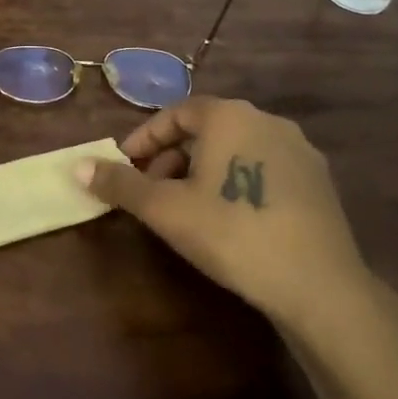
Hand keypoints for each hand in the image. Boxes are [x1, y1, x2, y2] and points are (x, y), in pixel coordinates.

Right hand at [78, 96, 381, 347]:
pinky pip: (264, 167)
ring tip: (189, 208)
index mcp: (229, 115)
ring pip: (236, 148)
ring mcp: (299, 149)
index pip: (175, 113)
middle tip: (153, 192)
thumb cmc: (232, 234)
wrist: (319, 285)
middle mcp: (266, 119)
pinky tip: (232, 219)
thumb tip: (78, 166)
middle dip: (172, 157)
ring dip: (204, 170)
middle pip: (206, 129)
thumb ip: (121, 184)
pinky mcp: (319, 180)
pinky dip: (237, 181)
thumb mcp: (166, 210)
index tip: (125, 167)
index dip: (145, 139)